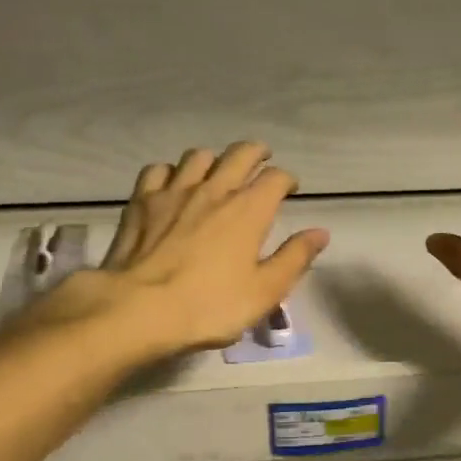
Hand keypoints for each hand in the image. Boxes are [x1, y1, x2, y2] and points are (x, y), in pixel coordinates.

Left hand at [20, 142, 328, 360]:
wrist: (139, 308)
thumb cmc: (210, 305)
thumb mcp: (264, 291)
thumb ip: (294, 258)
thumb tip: (320, 232)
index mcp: (249, 210)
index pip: (276, 178)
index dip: (287, 179)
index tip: (290, 189)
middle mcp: (215, 189)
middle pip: (240, 154)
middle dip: (256, 153)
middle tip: (261, 160)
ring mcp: (174, 191)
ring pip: (198, 156)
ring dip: (213, 159)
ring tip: (216, 172)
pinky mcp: (142, 201)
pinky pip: (158, 170)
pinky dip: (171, 172)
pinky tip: (172, 185)